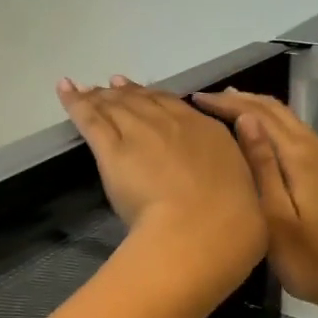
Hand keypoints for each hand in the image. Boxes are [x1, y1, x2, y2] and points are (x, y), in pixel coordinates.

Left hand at [58, 76, 267, 303]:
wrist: (201, 231)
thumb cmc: (233, 226)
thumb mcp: (252, 191)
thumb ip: (242, 168)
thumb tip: (238, 153)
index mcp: (210, 133)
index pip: (178, 107)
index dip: (158, 99)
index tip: (146, 94)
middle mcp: (175, 124)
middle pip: (144, 101)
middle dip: (126, 93)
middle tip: (110, 85)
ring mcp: (142, 133)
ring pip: (116, 106)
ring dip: (100, 96)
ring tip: (86, 88)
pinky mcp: (113, 151)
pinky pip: (90, 119)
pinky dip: (75, 102)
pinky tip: (64, 90)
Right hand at [190, 90, 317, 317]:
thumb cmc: (311, 257)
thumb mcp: (276, 216)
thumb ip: (262, 166)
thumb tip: (245, 120)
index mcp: (300, 155)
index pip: (259, 115)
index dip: (228, 104)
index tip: (196, 100)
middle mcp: (315, 148)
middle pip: (276, 110)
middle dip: (241, 100)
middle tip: (206, 100)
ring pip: (286, 121)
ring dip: (256, 110)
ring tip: (225, 109)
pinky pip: (293, 135)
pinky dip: (270, 127)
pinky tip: (256, 138)